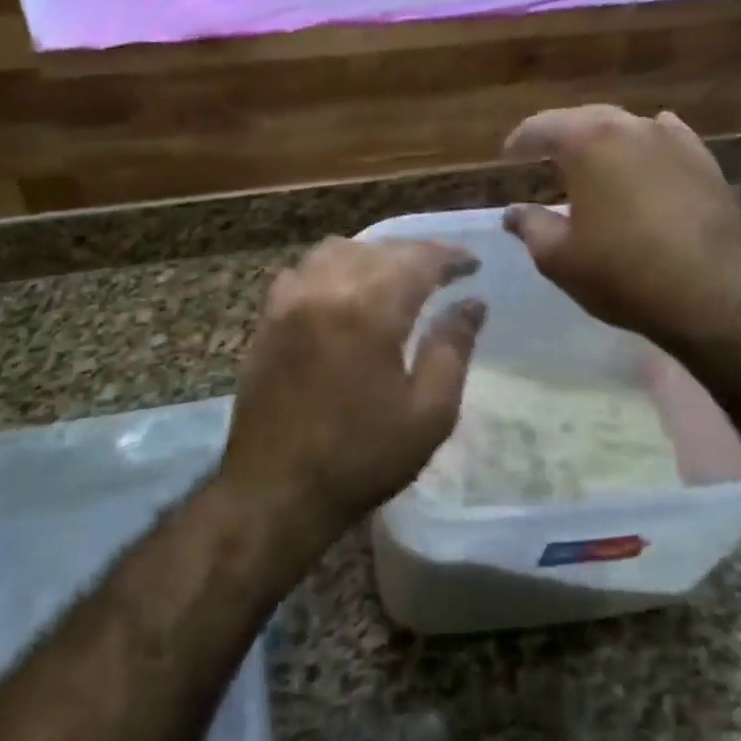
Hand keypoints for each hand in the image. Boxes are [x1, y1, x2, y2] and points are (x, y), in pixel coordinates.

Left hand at [219, 238, 486, 550]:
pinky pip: (302, 272)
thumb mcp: (428, 414)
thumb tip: (473, 305)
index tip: (473, 265)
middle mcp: (324, 290)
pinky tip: (343, 293)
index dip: (450, 257)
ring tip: (395, 278)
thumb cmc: (361, 458)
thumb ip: (453, 350)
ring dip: (372, 256)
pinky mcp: (267, 320)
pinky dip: (331, 269)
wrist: (276, 490)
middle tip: (444, 271)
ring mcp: (288, 302)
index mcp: (368, 311)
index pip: (417, 260)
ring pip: (335, 251)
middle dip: (415, 254)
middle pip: (377, 250)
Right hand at [503, 105, 740, 352]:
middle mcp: (632, 128)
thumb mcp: (559, 258)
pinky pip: (667, 141)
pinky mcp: (705, 162)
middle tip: (543, 155)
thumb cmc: (623, 274)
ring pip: (628, 127)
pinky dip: (646, 146)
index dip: (520, 140)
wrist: (713, 295)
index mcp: (589, 143)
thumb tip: (513, 212)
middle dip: (562, 135)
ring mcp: (674, 142)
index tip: (508, 156)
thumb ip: (530, 227)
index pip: (543, 126)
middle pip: (586, 119)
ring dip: (604, 141)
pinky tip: (645, 157)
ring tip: (592, 163)